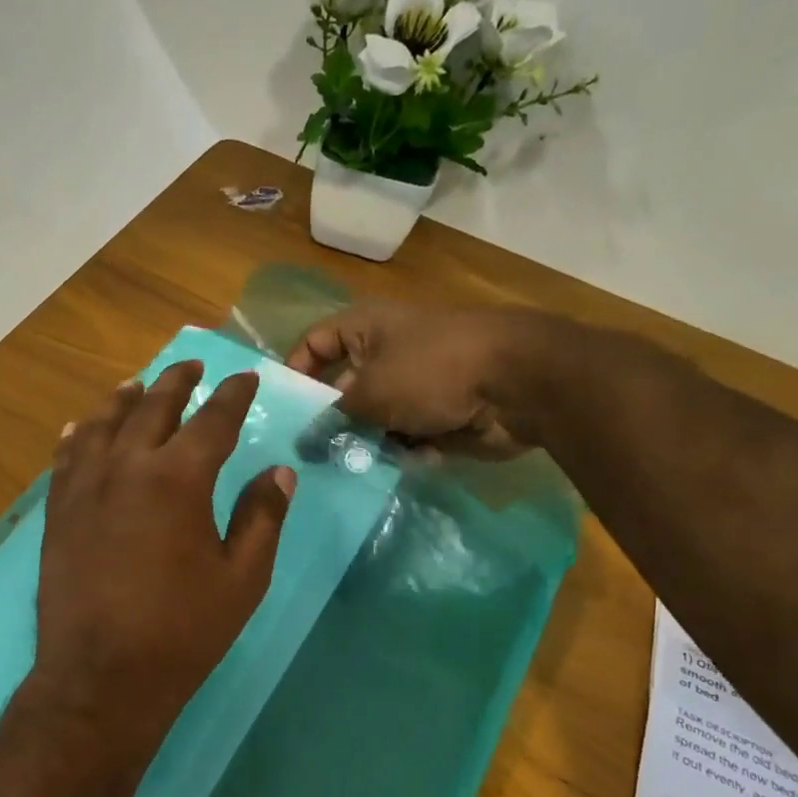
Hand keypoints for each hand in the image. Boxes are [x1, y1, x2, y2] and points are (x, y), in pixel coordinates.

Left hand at [31, 360, 295, 761]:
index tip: (244, 378)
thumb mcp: (242, 579)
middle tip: (192, 366)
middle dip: (177, 382)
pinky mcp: (57, 511)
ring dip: (124, 399)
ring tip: (137, 385)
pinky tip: (82, 427)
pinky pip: (66, 457)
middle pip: (153, 408)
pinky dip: (79, 435)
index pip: (213, 420)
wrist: (101, 676)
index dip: (233, 396)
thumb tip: (278, 473)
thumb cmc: (182, 631)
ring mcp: (84, 486)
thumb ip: (263, 518)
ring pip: (102, 423)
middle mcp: (127, 466)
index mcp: (179, 478)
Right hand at [286, 301, 541, 458]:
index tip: (280, 412)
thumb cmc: (432, 371)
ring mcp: (413, 386)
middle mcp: (385, 354)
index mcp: (366, 329)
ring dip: (364, 443)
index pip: (314, 343)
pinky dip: (398, 452)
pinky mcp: (436, 416)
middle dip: (328, 421)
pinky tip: (397, 465)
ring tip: (348, 468)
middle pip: (341, 390)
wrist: (516, 384)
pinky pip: (402, 438)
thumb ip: (332, 416)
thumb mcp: (369, 391)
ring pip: (371, 420)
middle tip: (306, 455)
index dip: (294, 372)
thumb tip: (306, 439)